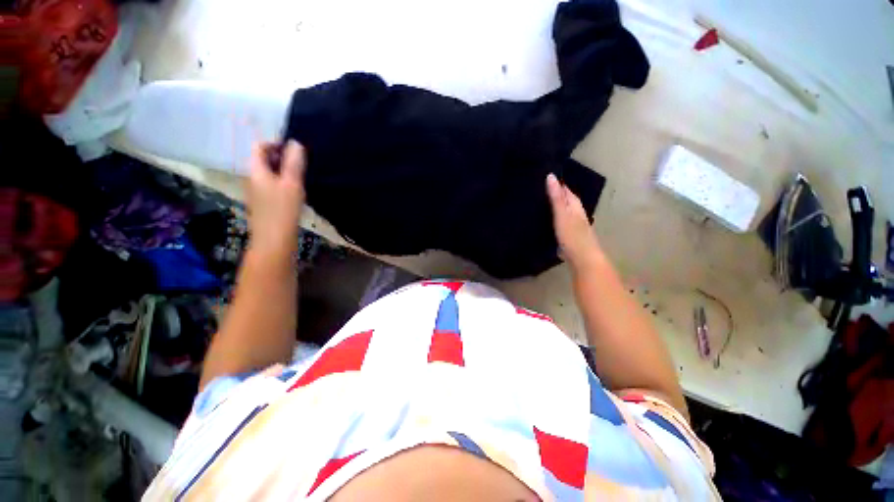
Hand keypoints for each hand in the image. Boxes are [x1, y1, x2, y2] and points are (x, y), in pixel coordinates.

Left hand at [246, 139, 305, 257]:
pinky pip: (273, 185)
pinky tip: (296, 191)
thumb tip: (295, 142)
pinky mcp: (264, 203)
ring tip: (302, 176)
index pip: (259, 147)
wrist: (274, 240)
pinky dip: (283, 182)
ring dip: (284, 171)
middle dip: (282, 157)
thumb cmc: (283, 210)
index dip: (276, 143)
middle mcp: (253, 178)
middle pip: (264, 160)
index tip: (295, 150)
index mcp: (256, 170)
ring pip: (269, 173)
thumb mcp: (292, 184)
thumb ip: (293, 163)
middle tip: (302, 163)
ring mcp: (257, 192)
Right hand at [546, 173, 601, 268]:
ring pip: (563, 211)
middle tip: (538, 188)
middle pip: (566, 200)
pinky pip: (560, 221)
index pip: (566, 190)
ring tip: (540, 202)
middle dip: (555, 193)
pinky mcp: (569, 235)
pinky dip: (554, 218)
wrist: (583, 258)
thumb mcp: (562, 214)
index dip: (557, 183)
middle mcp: (577, 213)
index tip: (543, 177)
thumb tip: (551, 176)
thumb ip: (556, 197)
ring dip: (554, 206)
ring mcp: (574, 224)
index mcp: (575, 206)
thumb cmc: (572, 235)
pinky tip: (546, 221)